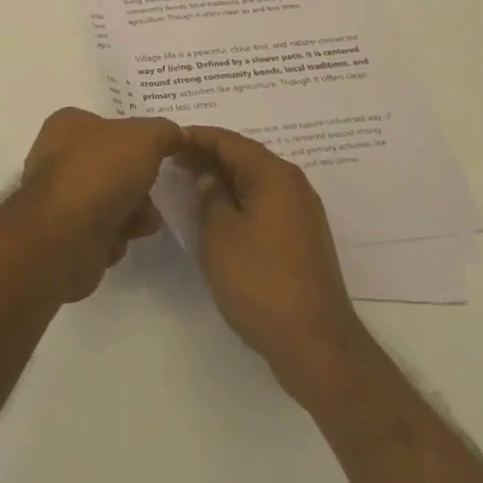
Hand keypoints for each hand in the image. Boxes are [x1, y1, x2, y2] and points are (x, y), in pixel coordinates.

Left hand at [14, 108, 182, 302]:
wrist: (65, 237)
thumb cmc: (101, 172)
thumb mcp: (146, 137)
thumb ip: (165, 132)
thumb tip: (177, 135)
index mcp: (67, 124)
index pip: (107, 123)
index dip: (135, 136)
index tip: (159, 151)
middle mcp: (57, 156)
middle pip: (111, 163)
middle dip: (138, 179)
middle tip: (157, 187)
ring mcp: (58, 197)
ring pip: (108, 198)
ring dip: (133, 209)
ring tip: (147, 219)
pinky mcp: (64, 234)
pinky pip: (101, 230)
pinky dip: (117, 234)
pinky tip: (126, 237)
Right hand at [181, 125, 372, 406]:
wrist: (315, 345)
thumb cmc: (260, 281)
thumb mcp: (219, 233)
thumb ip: (209, 195)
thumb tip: (210, 177)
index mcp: (274, 175)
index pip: (229, 141)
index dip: (196, 137)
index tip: (167, 141)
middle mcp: (293, 185)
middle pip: (245, 157)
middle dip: (209, 156)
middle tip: (173, 161)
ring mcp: (302, 213)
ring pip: (255, 181)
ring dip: (224, 179)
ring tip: (190, 184)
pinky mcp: (303, 238)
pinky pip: (265, 203)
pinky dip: (239, 199)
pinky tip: (219, 213)